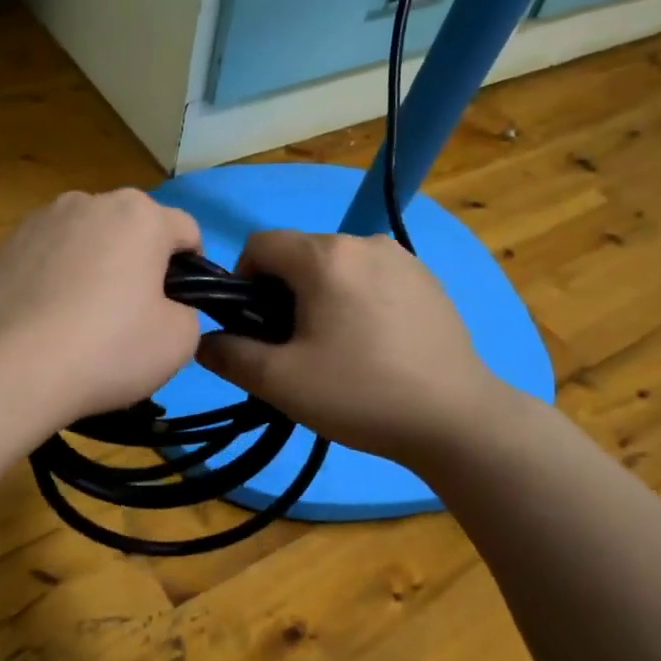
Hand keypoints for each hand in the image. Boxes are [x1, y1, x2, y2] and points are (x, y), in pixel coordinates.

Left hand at [0, 189, 202, 426]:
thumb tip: (167, 306)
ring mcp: (41, 220)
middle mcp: (90, 201)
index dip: (192, 268)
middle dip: (138, 261)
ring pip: (86, 239)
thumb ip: (187, 310)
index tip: (179, 305)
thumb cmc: (110, 348)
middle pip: (132, 229)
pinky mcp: (5, 246)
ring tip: (82, 316)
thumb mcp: (180, 340)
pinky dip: (54, 277)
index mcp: (141, 214)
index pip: (185, 231)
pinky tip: (47, 318)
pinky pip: (46, 256)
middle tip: (132, 314)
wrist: (15, 370)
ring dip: (94, 264)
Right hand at [197, 230, 521, 468]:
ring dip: (323, 297)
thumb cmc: (361, 394)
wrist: (456, 419)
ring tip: (339, 349)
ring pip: (338, 267)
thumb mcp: (280, 381)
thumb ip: (230, 355)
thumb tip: (205, 340)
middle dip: (284, 293)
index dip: (243, 281)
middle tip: (295, 347)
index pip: (260, 244)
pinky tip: (376, 346)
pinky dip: (359, 300)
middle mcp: (364, 241)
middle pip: (300, 255)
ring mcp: (403, 258)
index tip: (255, 326)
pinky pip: (373, 278)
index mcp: (325, 256)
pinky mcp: (429, 280)